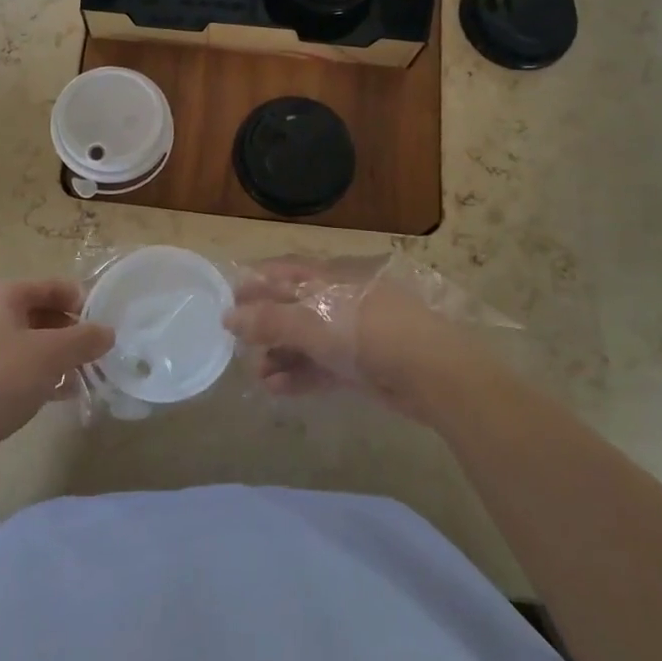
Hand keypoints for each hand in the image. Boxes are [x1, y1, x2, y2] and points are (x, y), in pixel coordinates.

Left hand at [0, 279, 112, 458]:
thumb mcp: (51, 356)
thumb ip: (84, 340)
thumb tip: (107, 332)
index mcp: (1, 297)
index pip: (50, 286)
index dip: (79, 300)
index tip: (102, 323)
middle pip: (39, 314)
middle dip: (69, 333)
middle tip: (95, 353)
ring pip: (26, 344)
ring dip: (55, 358)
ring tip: (82, 378)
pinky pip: (11, 369)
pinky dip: (36, 376)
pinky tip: (57, 397)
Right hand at [225, 259, 485, 424]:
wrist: (432, 372)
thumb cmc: (367, 332)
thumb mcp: (313, 323)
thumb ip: (270, 321)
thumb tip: (229, 317)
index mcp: (331, 276)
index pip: (286, 271)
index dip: (257, 282)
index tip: (230, 299)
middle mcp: (341, 299)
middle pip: (295, 307)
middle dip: (266, 325)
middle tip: (239, 344)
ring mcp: (353, 333)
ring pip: (308, 340)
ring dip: (281, 355)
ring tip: (256, 375)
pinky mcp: (363, 365)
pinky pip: (323, 366)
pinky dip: (300, 375)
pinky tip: (276, 389)